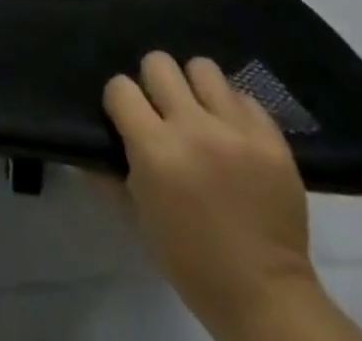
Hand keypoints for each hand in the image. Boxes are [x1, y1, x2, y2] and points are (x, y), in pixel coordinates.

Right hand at [104, 54, 319, 340]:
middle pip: (159, 63)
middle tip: (164, 110)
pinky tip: (234, 135)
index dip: (120, 100)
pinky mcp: (271, 138)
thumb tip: (90, 146)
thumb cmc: (193, 263)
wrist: (267, 298)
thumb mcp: (140, 220)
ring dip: (197, 88)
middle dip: (155, 84)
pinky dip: (234, 111)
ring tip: (202, 113)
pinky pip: (244, 97)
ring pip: (203, 68)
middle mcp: (193, 128)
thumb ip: (113, 174)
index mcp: (155, 150)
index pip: (120, 87)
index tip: (127, 117)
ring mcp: (236, 130)